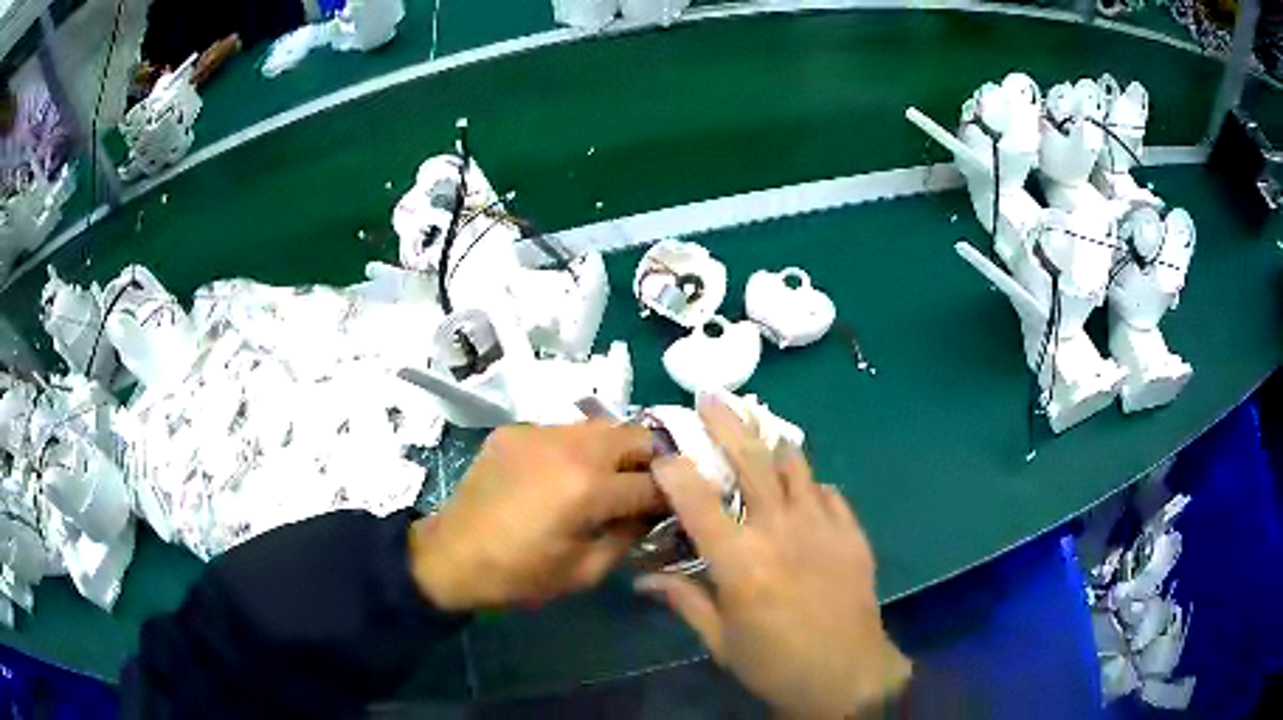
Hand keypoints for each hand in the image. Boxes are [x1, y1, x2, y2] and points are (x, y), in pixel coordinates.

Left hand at [410, 421, 661, 610]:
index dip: (676, 496)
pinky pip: (565, 430)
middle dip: (654, 461)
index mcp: (587, 488)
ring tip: (611, 479)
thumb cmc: (518, 575)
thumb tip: (653, 511)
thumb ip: (629, 535)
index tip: (683, 505)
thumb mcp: (584, 571)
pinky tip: (566, 475)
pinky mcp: (516, 429)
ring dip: (617, 450)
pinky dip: (580, 449)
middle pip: (637, 435)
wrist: (449, 556)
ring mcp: (539, 431)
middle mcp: (569, 446)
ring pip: (602, 426)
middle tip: (649, 488)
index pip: (655, 482)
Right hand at [636, 396, 910, 717]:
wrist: (846, 675)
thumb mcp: (720, 640)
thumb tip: (643, 580)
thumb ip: (683, 600)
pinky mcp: (851, 533)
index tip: (662, 452)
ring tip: (761, 428)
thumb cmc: (774, 663)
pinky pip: (829, 492)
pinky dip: (811, 484)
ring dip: (774, 444)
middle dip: (727, 424)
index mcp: (741, 561)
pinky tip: (804, 489)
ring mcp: (822, 527)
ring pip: (796, 467)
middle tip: (711, 397)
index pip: (698, 502)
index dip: (675, 471)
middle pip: (751, 463)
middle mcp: (781, 531)